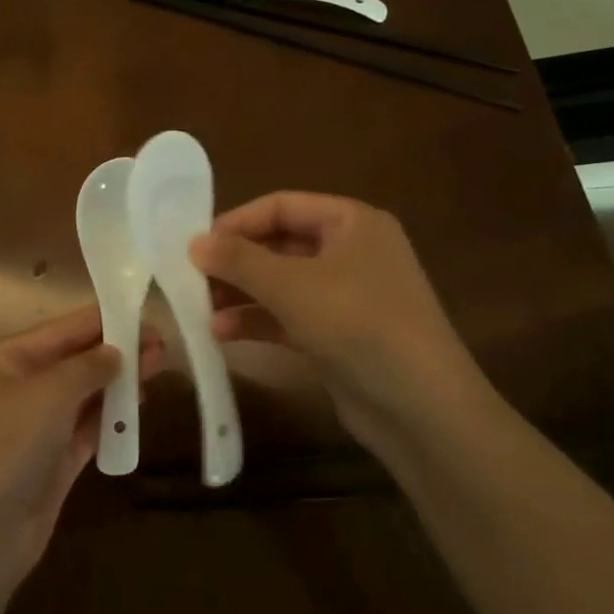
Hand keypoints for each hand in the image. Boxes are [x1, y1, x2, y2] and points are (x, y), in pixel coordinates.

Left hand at [0, 307, 162, 591]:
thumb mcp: (47, 393)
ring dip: (117, 384)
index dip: (100, 321)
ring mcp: (33, 431)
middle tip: (161, 344)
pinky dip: (110, 419)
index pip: (59, 331)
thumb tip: (115, 352)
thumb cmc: (4, 446)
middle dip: (114, 352)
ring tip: (159, 367)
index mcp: (3, 362)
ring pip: (82, 397)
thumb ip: (86, 367)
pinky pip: (86, 432)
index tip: (141, 312)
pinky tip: (140, 406)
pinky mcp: (51, 466)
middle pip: (72, 363)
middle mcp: (16, 391)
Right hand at [189, 192, 487, 449]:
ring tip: (200, 308)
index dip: (237, 222)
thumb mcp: (291, 285)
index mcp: (352, 222)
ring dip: (242, 294)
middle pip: (280, 245)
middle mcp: (352, 251)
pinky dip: (259, 321)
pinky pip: (291, 316)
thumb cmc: (357, 323)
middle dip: (236, 262)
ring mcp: (348, 296)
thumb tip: (194, 242)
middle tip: (192, 277)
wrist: (421, 408)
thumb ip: (239, 260)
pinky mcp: (341, 334)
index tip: (197, 244)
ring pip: (282, 283)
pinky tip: (222, 334)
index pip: (282, 206)